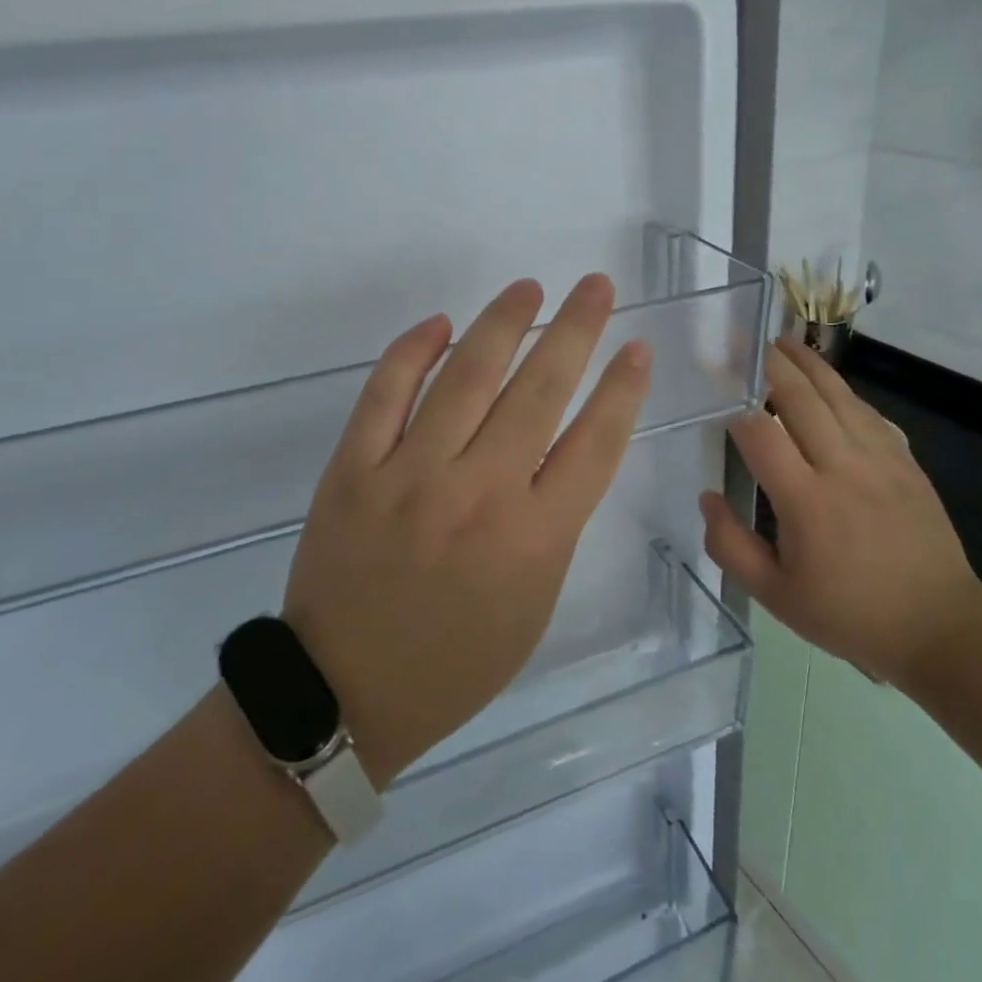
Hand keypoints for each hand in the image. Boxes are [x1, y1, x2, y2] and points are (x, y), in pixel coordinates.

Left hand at [281, 275, 651, 788]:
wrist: (344, 695)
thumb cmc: (457, 661)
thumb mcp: (534, 602)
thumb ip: (554, 522)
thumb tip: (559, 448)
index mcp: (534, 538)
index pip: (595, 442)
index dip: (623, 388)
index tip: (637, 347)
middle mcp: (479, 493)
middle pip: (540, 391)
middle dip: (577, 329)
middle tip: (595, 286)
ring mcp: (410, 475)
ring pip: (466, 376)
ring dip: (503, 323)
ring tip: (529, 288)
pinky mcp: (353, 470)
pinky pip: (385, 392)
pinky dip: (414, 351)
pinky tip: (441, 324)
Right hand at [698, 339, 981, 689]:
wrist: (940, 626)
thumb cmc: (849, 615)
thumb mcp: (775, 596)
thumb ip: (731, 546)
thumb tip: (707, 498)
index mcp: (806, 501)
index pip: (761, 435)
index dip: (736, 410)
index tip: (718, 396)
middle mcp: (843, 468)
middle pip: (802, 399)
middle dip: (771, 366)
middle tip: (747, 342)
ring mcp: (881, 460)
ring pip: (839, 396)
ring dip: (809, 364)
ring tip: (784, 341)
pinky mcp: (906, 462)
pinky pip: (869, 413)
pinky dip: (844, 391)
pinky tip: (831, 384)